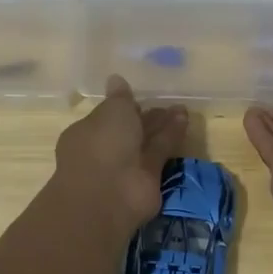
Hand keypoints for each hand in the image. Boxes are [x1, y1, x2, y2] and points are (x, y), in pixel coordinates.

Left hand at [54, 76, 187, 231]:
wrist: (107, 194)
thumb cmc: (101, 144)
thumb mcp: (111, 111)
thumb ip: (119, 98)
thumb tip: (116, 79)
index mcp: (87, 132)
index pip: (107, 116)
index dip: (123, 106)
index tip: (140, 96)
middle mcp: (105, 150)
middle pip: (129, 129)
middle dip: (147, 116)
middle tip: (167, 103)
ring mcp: (126, 166)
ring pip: (147, 141)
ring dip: (163, 125)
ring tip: (181, 108)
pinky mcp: (148, 179)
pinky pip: (159, 153)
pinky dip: (171, 137)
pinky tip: (184, 120)